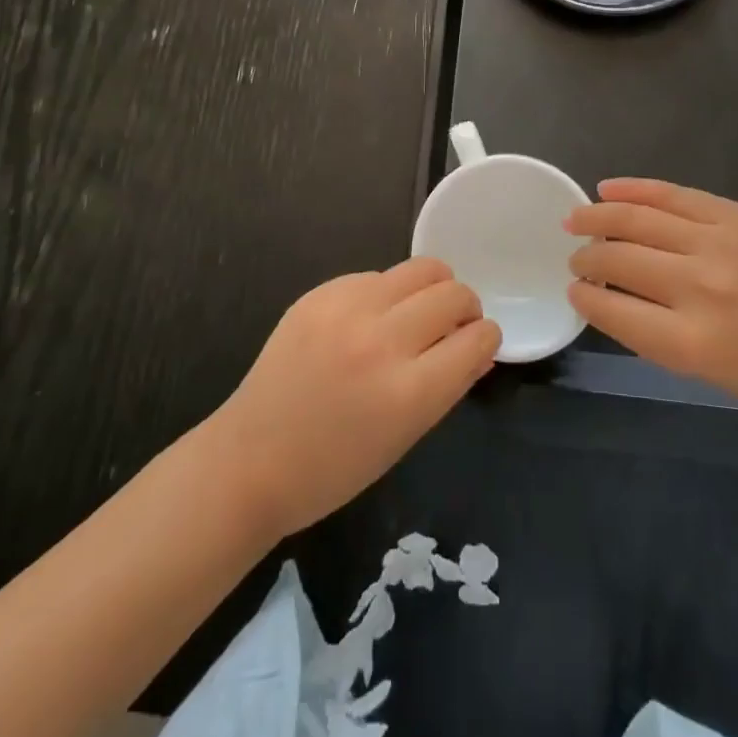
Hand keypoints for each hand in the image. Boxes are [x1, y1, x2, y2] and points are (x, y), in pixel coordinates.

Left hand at [208, 259, 500, 539]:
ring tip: (418, 311)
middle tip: (453, 325)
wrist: (250, 459)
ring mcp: (348, 310)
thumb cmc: (333, 468)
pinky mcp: (321, 293)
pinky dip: (387, 293)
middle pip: (454, 294)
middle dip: (467, 308)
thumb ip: (448, 386)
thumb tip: (478, 348)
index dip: (487, 339)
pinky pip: (376, 276)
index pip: (477, 339)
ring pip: (421, 269)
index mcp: (409, 392)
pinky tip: (370, 319)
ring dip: (434, 288)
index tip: (479, 342)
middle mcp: (382, 341)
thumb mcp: (404, 437)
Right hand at [565, 179, 737, 422]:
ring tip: (575, 219)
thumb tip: (612, 296)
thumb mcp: (712, 373)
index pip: (612, 309)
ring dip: (598, 217)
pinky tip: (608, 188)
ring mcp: (719, 243)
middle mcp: (699, 288)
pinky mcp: (737, 215)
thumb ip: (657, 334)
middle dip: (587, 259)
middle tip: (575, 259)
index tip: (575, 291)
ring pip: (637, 219)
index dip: (584, 297)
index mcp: (691, 343)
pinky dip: (635, 189)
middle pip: (619, 260)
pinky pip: (673, 194)